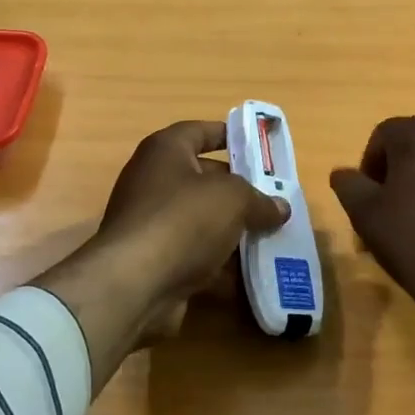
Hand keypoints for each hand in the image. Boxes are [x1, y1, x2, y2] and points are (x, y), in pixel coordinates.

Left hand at [35, 121, 288, 387]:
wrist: (134, 283)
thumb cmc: (183, 220)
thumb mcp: (234, 199)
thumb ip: (260, 200)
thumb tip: (280, 208)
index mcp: (166, 150)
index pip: (200, 131)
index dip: (230, 135)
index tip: (258, 147)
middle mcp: (153, 180)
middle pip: (204, 177)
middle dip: (240, 189)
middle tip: (274, 198)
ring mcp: (151, 222)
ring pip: (202, 219)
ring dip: (232, 228)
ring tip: (271, 235)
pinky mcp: (154, 259)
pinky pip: (194, 253)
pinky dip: (219, 262)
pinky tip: (251, 272)